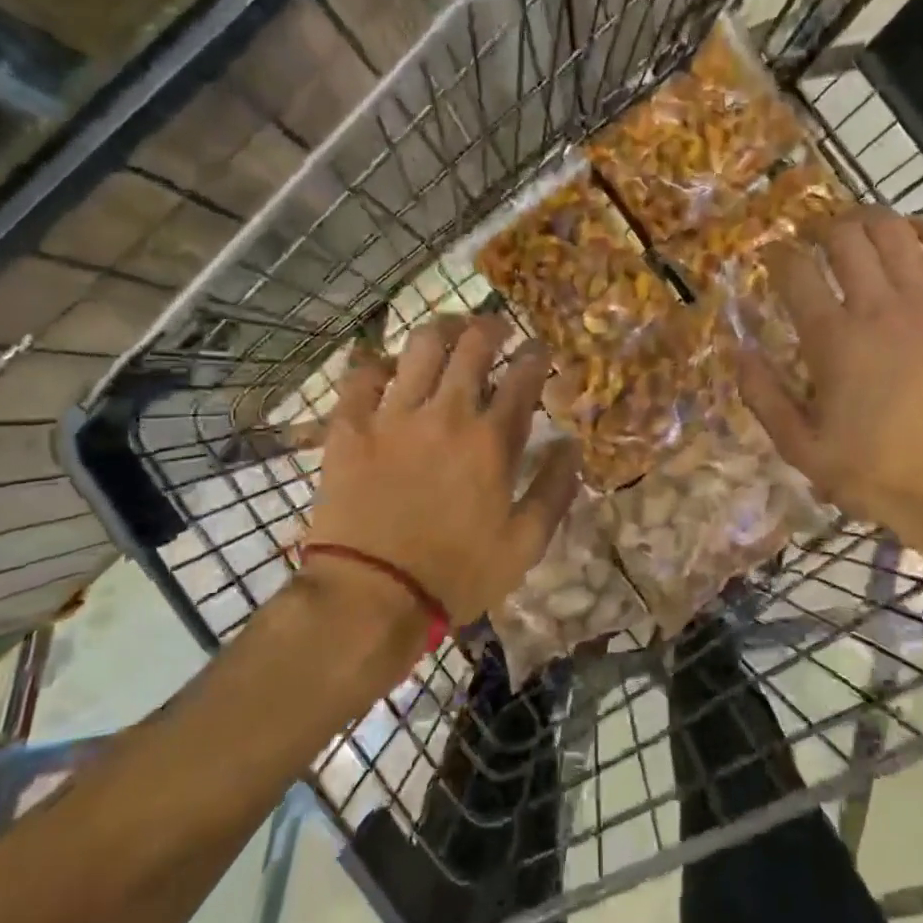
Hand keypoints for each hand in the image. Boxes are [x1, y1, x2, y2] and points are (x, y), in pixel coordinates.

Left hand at [304, 315, 580, 629]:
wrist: (371, 596)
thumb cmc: (457, 575)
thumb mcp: (525, 545)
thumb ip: (554, 489)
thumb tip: (572, 445)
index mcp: (492, 440)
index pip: (523, 376)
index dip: (535, 355)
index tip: (538, 349)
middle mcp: (446, 413)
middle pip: (473, 345)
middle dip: (490, 326)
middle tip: (495, 328)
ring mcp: (394, 416)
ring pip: (420, 347)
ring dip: (441, 329)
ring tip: (449, 331)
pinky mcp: (350, 428)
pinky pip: (360, 376)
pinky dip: (375, 364)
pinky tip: (385, 368)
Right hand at [734, 209, 922, 548]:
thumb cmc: (877, 472)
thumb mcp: (801, 448)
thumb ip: (764, 396)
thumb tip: (738, 351)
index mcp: (832, 340)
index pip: (795, 272)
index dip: (779, 255)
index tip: (775, 257)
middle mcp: (879, 308)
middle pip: (845, 238)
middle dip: (824, 228)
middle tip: (817, 238)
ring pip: (896, 233)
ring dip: (871, 220)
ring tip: (860, 227)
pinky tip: (916, 233)